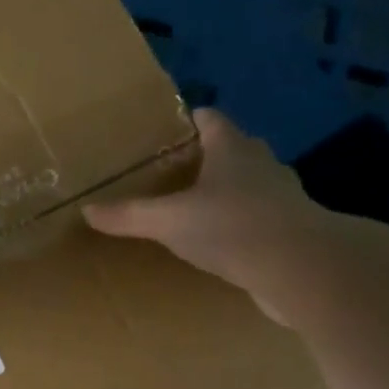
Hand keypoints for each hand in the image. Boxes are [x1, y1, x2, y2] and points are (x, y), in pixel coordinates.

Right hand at [83, 109, 331, 316]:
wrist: (301, 269)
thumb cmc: (232, 227)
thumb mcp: (169, 221)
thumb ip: (129, 215)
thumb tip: (86, 210)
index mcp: (232, 149)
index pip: (210, 120)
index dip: (190, 120)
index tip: (169, 130)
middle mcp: (261, 165)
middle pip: (234, 149)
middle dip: (208, 156)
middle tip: (176, 169)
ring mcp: (282, 197)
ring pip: (250, 184)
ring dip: (228, 191)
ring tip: (197, 206)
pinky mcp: (291, 230)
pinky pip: (259, 217)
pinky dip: (241, 223)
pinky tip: (223, 241)